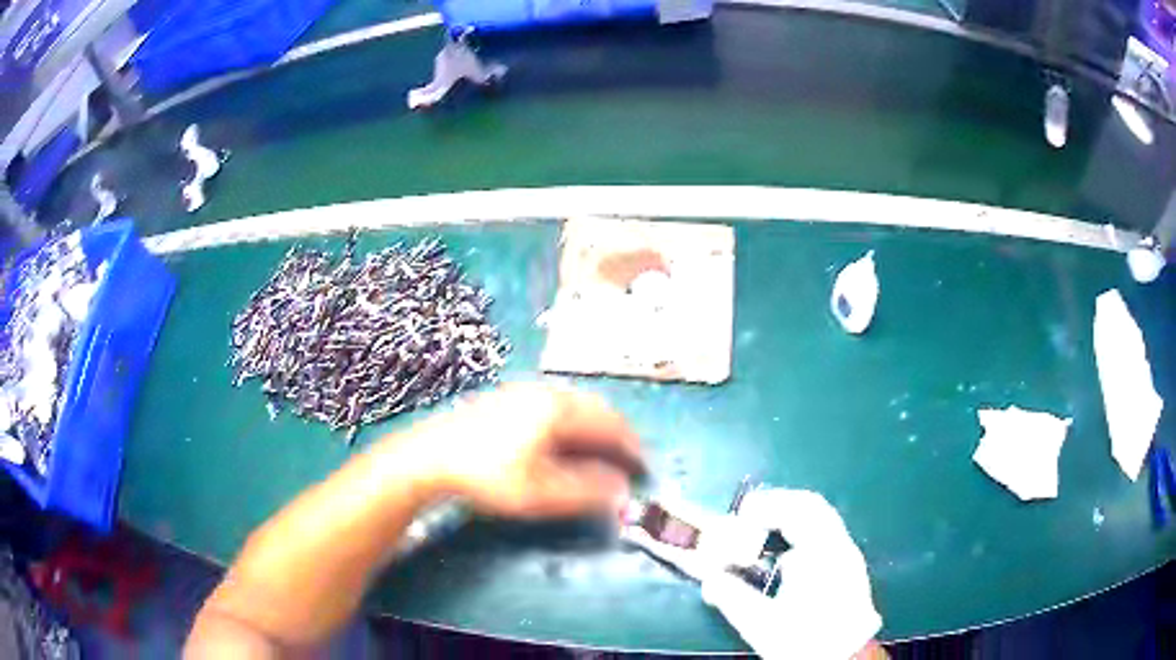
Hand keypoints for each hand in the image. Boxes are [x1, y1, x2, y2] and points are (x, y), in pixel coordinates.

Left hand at [408, 384, 645, 518]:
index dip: (631, 447)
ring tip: (600, 452)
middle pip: (595, 408)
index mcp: (559, 410)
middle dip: (616, 433)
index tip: (643, 468)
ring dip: (594, 426)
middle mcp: (546, 393)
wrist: (430, 456)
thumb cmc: (489, 475)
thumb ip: (587, 493)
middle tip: (626, 459)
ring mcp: (523, 392)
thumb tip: (623, 493)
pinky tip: (563, 441)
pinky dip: (573, 422)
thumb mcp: (541, 492)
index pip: (610, 424)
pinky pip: (554, 405)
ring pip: (574, 404)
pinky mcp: (506, 398)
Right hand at [626, 489, 881, 659]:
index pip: (799, 511)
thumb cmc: (805, 640)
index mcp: (823, 554)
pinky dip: (801, 531)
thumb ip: (732, 598)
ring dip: (789, 518)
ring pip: (819, 519)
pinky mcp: (848, 565)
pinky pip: (824, 533)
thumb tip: (708, 578)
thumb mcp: (763, 624)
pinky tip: (784, 553)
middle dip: (777, 505)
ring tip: (761, 530)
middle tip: (748, 515)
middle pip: (812, 507)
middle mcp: (840, 546)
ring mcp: (847, 554)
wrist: (845, 658)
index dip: (767, 506)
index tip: (741, 513)